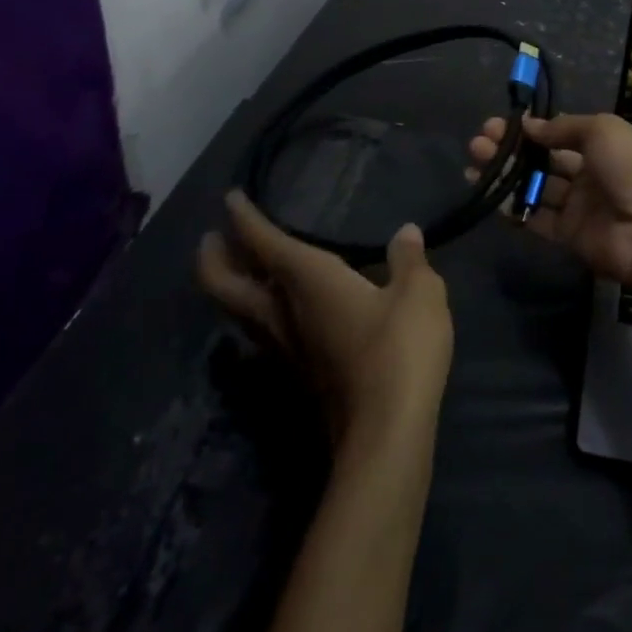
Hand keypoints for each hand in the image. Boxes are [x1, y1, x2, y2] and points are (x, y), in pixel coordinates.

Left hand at [198, 192, 452, 453]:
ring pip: (239, 312)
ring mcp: (285, 350)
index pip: (263, 242)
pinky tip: (280, 311)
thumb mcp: (420, 293)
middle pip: (227, 285)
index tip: (230, 198)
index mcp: (307, 280)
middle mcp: (283, 313)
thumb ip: (409, 260)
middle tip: (212, 237)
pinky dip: (257, 311)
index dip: (244, 218)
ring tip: (241, 268)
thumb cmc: (399, 349)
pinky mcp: (298, 376)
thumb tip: (405, 234)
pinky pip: (261, 332)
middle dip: (214, 258)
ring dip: (231, 286)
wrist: (385, 433)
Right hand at [467, 112, 631, 292]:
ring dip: (505, 176)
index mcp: (603, 146)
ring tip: (473, 163)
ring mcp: (578, 207)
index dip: (530, 130)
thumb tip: (530, 125)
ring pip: (534, 188)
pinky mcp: (567, 236)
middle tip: (478, 142)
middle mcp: (589, 174)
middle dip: (511, 151)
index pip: (559, 135)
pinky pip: (535, 219)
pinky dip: (512, 208)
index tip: (500, 124)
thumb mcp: (603, 130)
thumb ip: (563, 128)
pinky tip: (488, 194)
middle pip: (542, 161)